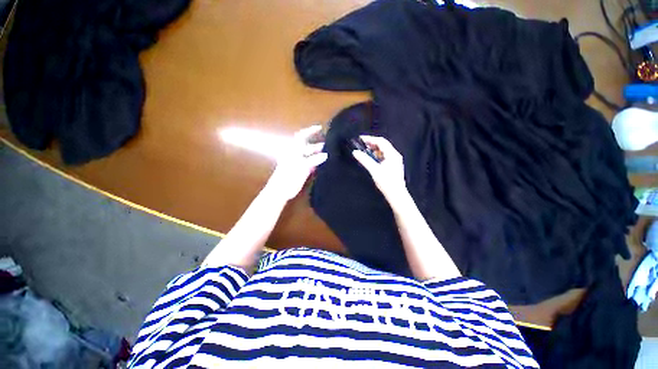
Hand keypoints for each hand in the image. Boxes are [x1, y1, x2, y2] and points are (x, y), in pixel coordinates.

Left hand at [265, 125, 327, 200]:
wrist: (280, 191)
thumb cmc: (288, 176)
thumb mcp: (302, 166)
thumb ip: (314, 160)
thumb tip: (325, 155)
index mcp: (293, 150)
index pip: (302, 136)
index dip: (310, 131)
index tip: (320, 128)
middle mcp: (296, 154)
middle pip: (308, 146)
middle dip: (318, 145)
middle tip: (331, 145)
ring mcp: (299, 163)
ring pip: (310, 155)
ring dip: (319, 154)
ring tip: (330, 155)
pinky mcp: (301, 171)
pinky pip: (311, 164)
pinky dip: (317, 163)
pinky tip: (325, 164)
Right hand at [352, 135, 407, 201]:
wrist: (396, 195)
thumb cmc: (387, 182)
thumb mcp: (374, 170)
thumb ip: (365, 160)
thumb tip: (355, 152)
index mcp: (392, 154)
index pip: (381, 141)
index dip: (370, 139)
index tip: (360, 139)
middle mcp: (395, 155)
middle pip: (383, 145)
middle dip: (372, 144)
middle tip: (362, 145)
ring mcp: (395, 160)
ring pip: (384, 150)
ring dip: (374, 150)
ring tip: (365, 152)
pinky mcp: (393, 165)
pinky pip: (385, 156)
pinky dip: (377, 155)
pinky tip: (372, 159)